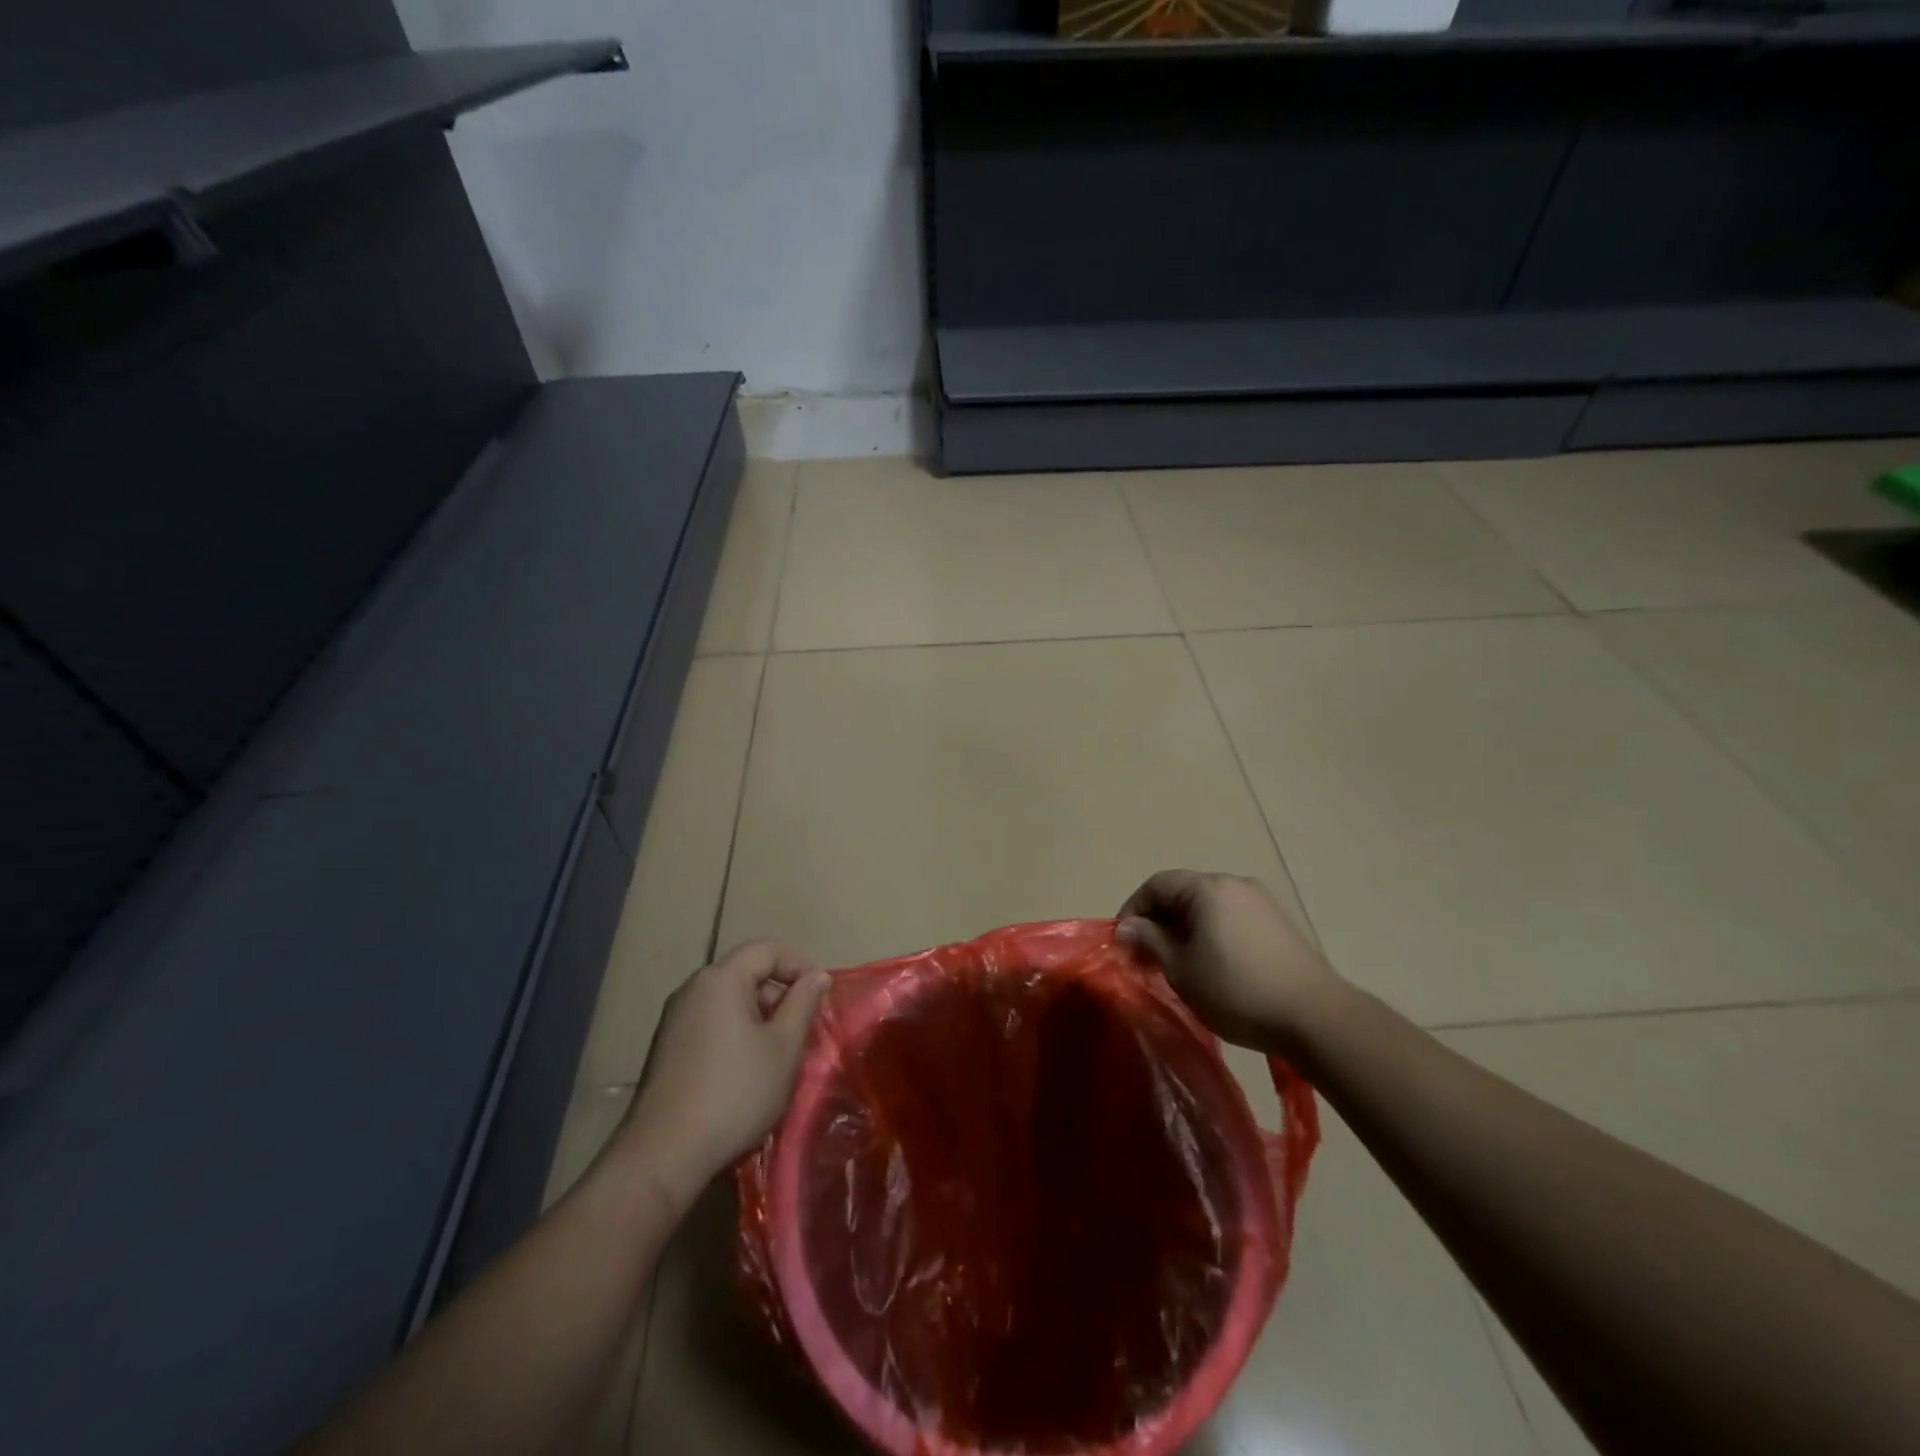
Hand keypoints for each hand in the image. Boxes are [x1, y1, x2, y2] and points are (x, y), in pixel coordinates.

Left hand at [617, 941, 828, 1202]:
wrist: (663, 1155)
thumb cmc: (734, 1093)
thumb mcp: (783, 1047)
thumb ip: (803, 1004)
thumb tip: (817, 976)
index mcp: (720, 979)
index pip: (767, 949)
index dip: (800, 964)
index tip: (822, 995)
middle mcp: (693, 989)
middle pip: (747, 972)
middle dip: (781, 993)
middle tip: (805, 1027)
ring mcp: (675, 1019)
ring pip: (730, 1000)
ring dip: (761, 1016)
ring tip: (781, 1052)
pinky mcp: (667, 1048)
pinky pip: (712, 1022)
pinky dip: (738, 1032)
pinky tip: (749, 1070)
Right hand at [1117, 870, 1340, 1053]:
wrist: (1316, 1017)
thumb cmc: (1237, 990)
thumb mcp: (1182, 969)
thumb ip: (1150, 941)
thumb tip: (1125, 927)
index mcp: (1208, 888)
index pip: (1157, 884)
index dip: (1133, 909)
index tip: (1123, 942)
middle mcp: (1235, 884)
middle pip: (1183, 892)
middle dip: (1159, 922)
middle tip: (1146, 958)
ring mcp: (1261, 902)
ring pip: (1208, 907)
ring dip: (1185, 930)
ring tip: (1178, 965)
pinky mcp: (1278, 924)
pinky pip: (1231, 919)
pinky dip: (1212, 935)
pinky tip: (1213, 967)